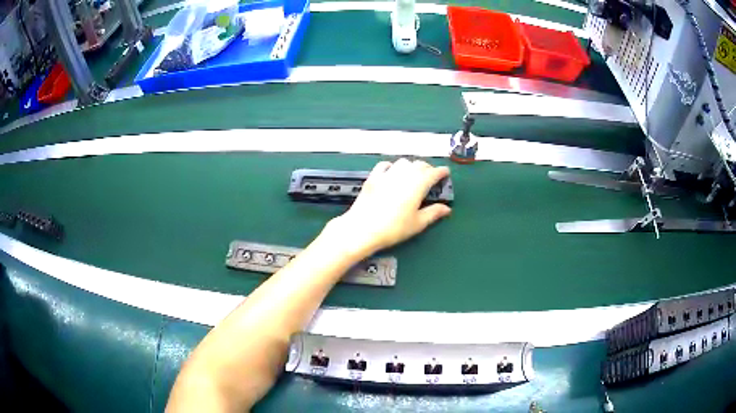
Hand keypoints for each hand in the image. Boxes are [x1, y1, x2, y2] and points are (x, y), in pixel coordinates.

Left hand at [324, 159, 451, 257]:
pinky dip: (392, 166)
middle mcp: (404, 175)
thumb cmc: (394, 228)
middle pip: (419, 164)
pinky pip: (385, 165)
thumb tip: (447, 208)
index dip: (441, 172)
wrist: (363, 228)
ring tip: (413, 175)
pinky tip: (392, 173)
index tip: (446, 173)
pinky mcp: (373, 177)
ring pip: (403, 162)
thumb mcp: (417, 223)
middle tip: (431, 177)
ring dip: (411, 166)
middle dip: (428, 168)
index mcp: (418, 185)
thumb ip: (433, 213)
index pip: (433, 172)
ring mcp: (387, 174)